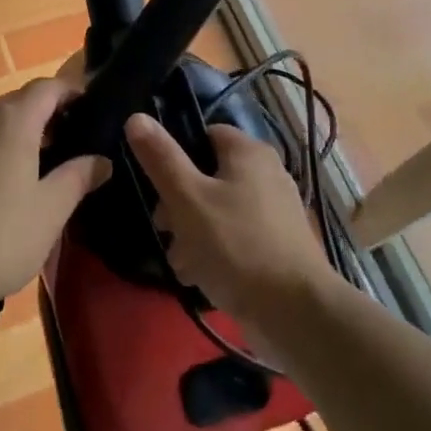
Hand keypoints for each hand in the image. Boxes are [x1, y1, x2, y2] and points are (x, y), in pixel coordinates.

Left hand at [0, 75, 110, 323]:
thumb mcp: (50, 210)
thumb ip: (78, 177)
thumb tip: (102, 160)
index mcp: (11, 121)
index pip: (47, 87)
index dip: (72, 92)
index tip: (92, 110)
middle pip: (19, 102)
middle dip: (48, 115)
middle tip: (73, 143)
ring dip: (21, 134)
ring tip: (42, 168)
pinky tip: (3, 189)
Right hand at [124, 114, 335, 339]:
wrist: (295, 313)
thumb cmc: (236, 245)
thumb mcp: (188, 198)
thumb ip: (161, 158)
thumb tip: (136, 117)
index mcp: (249, 152)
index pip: (203, 134)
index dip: (176, 155)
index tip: (156, 184)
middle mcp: (266, 174)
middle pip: (207, 176)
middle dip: (178, 205)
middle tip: (164, 229)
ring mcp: (274, 212)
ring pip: (217, 211)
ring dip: (192, 234)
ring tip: (181, 262)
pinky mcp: (276, 246)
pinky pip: (235, 238)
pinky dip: (215, 252)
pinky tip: (199, 277)